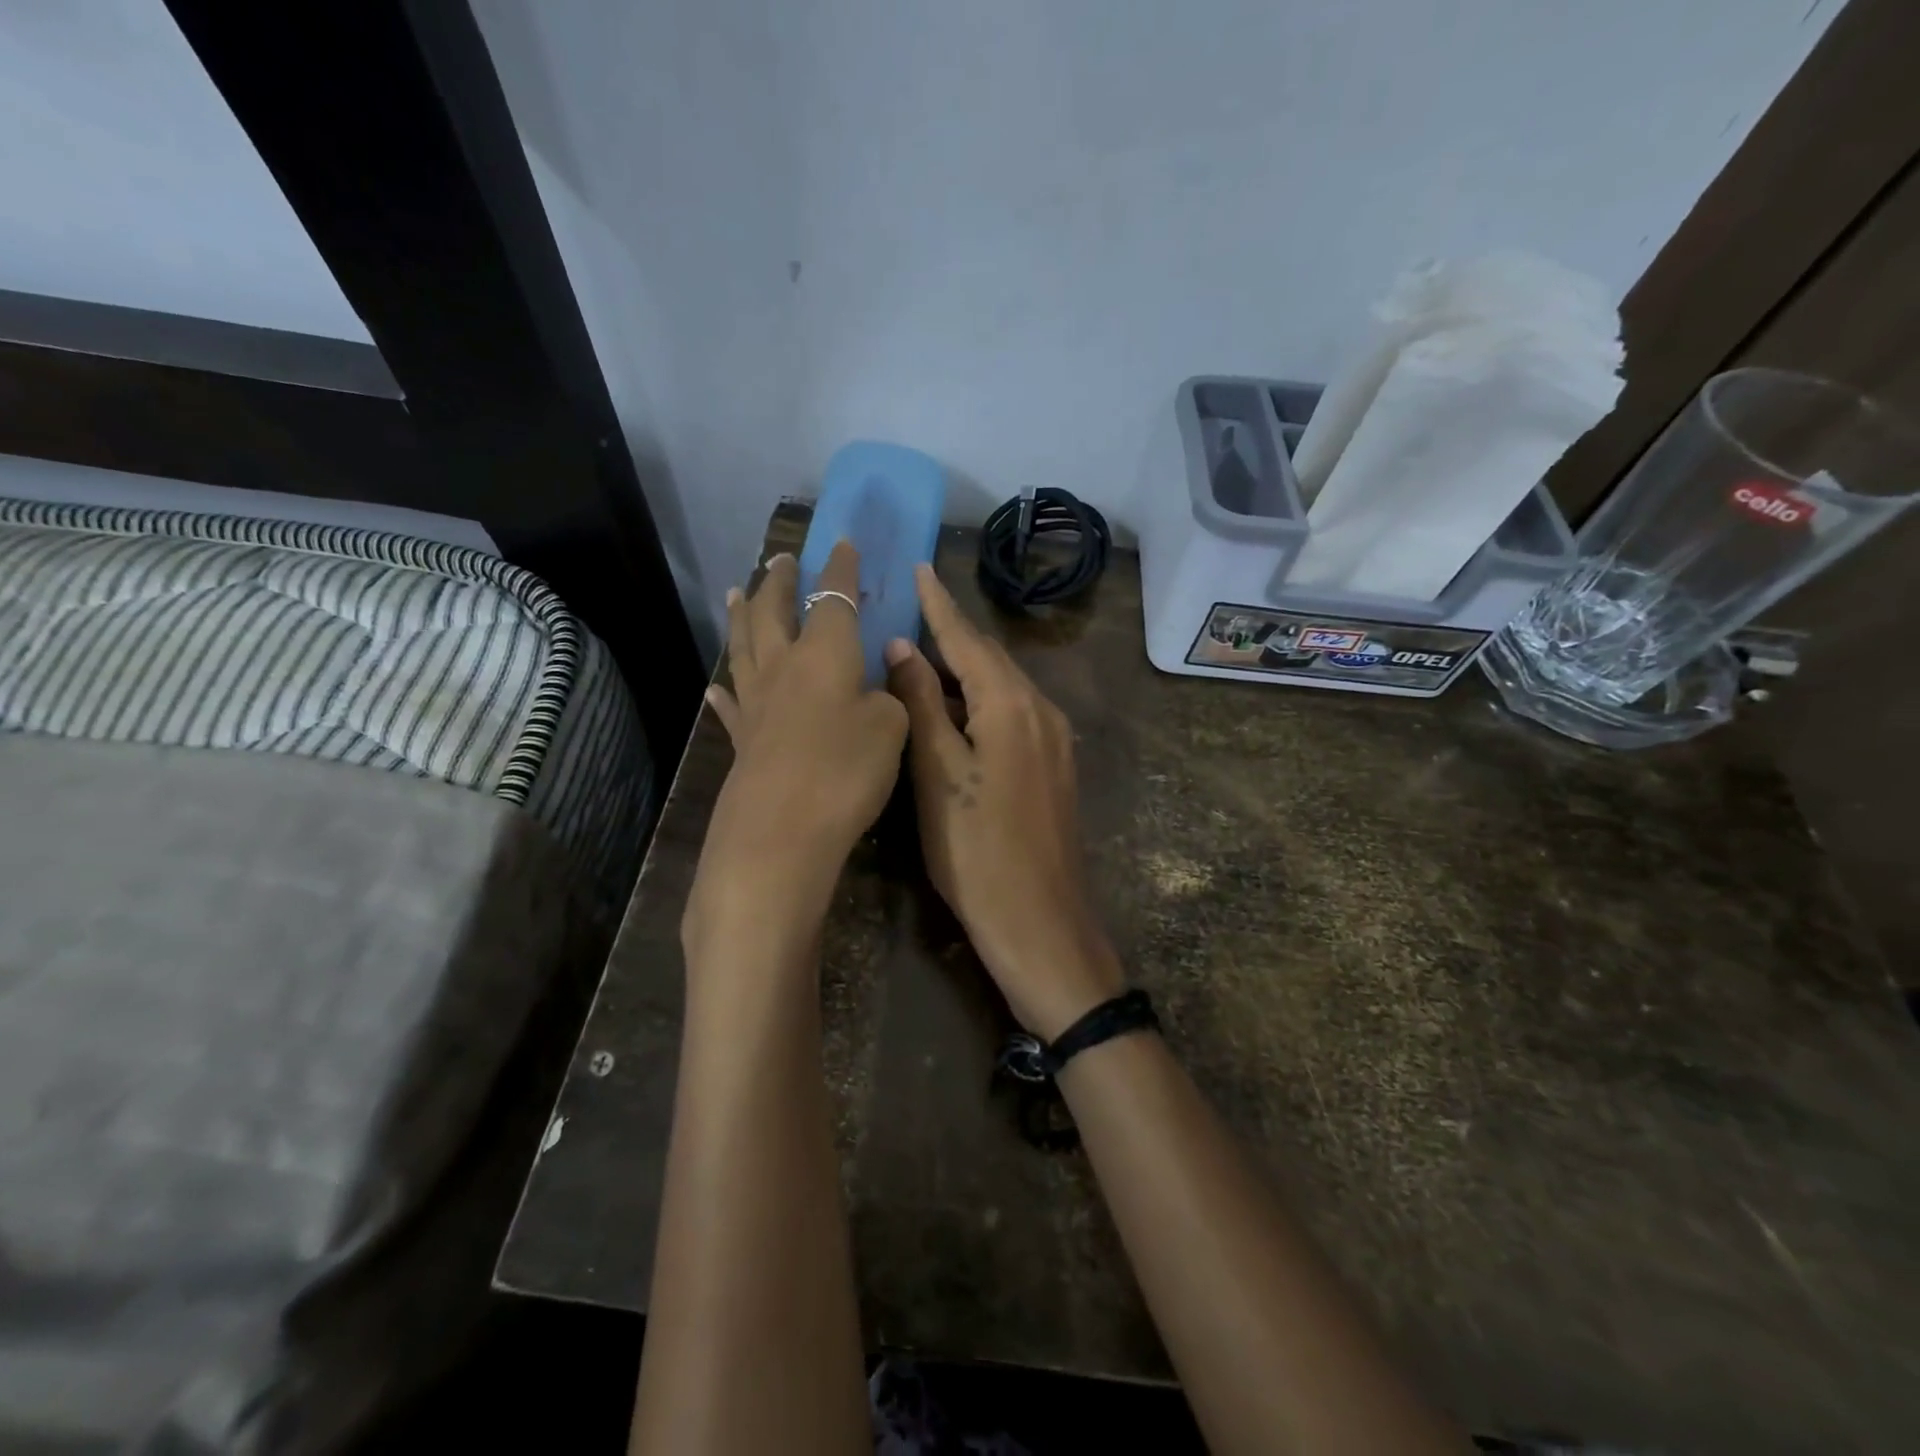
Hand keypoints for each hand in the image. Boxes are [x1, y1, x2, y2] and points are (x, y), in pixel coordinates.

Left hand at [689, 544, 908, 946]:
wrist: (781, 831)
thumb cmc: (846, 769)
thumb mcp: (892, 728)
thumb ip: (889, 696)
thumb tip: (876, 685)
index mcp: (826, 653)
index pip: (834, 597)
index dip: (840, 569)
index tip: (842, 542)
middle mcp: (785, 666)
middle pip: (775, 610)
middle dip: (780, 580)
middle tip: (780, 558)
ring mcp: (757, 703)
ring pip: (744, 645)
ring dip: (742, 615)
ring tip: (738, 590)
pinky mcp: (743, 740)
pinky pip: (731, 704)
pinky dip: (725, 689)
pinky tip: (717, 685)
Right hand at [885, 564, 1123, 1039]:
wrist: (1042, 925)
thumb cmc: (977, 851)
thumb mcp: (938, 774)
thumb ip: (923, 705)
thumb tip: (903, 648)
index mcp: (1013, 704)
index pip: (968, 639)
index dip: (939, 603)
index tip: (918, 566)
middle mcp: (1042, 710)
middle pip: (991, 659)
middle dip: (952, 632)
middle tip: (911, 606)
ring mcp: (1054, 741)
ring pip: (1003, 687)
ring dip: (965, 668)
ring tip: (921, 651)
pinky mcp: (1053, 767)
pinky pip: (1013, 714)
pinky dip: (980, 700)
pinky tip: (955, 707)